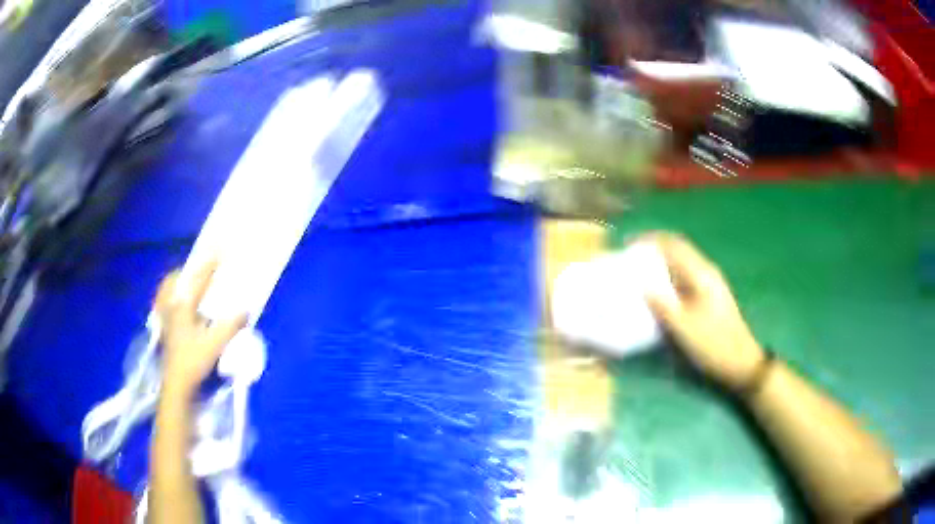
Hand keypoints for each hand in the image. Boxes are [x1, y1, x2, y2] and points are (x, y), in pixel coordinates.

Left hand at [153, 261, 247, 399]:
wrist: (177, 384)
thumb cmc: (193, 361)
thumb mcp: (215, 344)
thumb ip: (230, 325)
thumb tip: (246, 309)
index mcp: (182, 306)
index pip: (198, 280)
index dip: (210, 265)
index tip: (221, 252)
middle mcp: (171, 307)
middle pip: (175, 281)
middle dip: (186, 271)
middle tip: (199, 269)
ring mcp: (166, 319)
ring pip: (168, 293)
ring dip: (178, 285)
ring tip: (189, 285)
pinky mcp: (166, 330)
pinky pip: (166, 305)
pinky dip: (173, 300)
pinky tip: (182, 308)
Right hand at [642, 233, 764, 390]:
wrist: (740, 361)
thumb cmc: (712, 343)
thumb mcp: (684, 327)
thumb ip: (662, 304)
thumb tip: (641, 284)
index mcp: (701, 274)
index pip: (673, 245)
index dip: (650, 240)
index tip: (628, 244)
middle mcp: (706, 272)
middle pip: (678, 249)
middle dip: (654, 248)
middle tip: (631, 256)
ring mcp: (710, 283)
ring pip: (682, 262)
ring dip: (661, 261)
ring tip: (640, 270)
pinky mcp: (710, 296)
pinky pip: (685, 275)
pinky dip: (669, 275)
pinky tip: (659, 288)